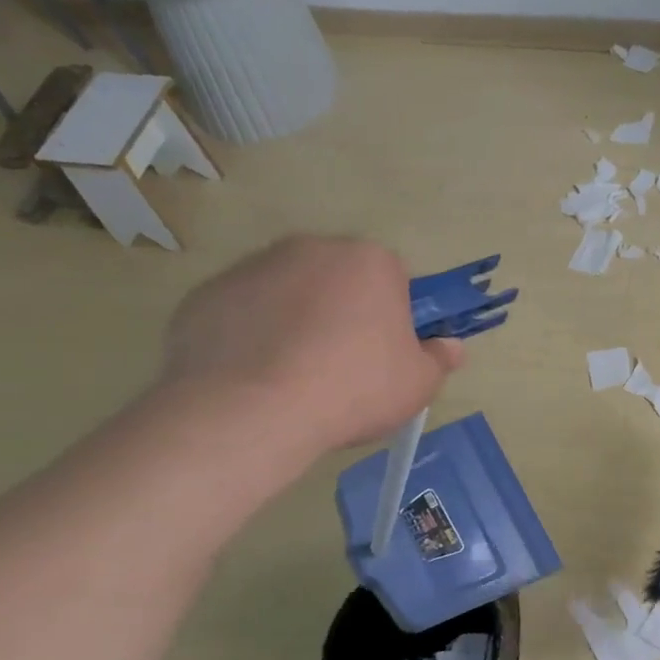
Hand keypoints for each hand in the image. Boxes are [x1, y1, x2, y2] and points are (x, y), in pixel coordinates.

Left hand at [156, 235, 463, 477]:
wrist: (253, 410)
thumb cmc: (353, 389)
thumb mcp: (418, 384)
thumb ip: (439, 359)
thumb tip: (452, 346)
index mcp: (370, 261)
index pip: (395, 279)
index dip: (395, 317)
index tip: (388, 352)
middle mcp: (311, 248)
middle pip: (339, 279)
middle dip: (345, 313)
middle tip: (345, 367)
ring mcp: (253, 267)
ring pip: (289, 293)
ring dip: (297, 322)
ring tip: (295, 377)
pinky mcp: (207, 294)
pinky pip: (244, 313)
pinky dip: (252, 336)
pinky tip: (255, 378)